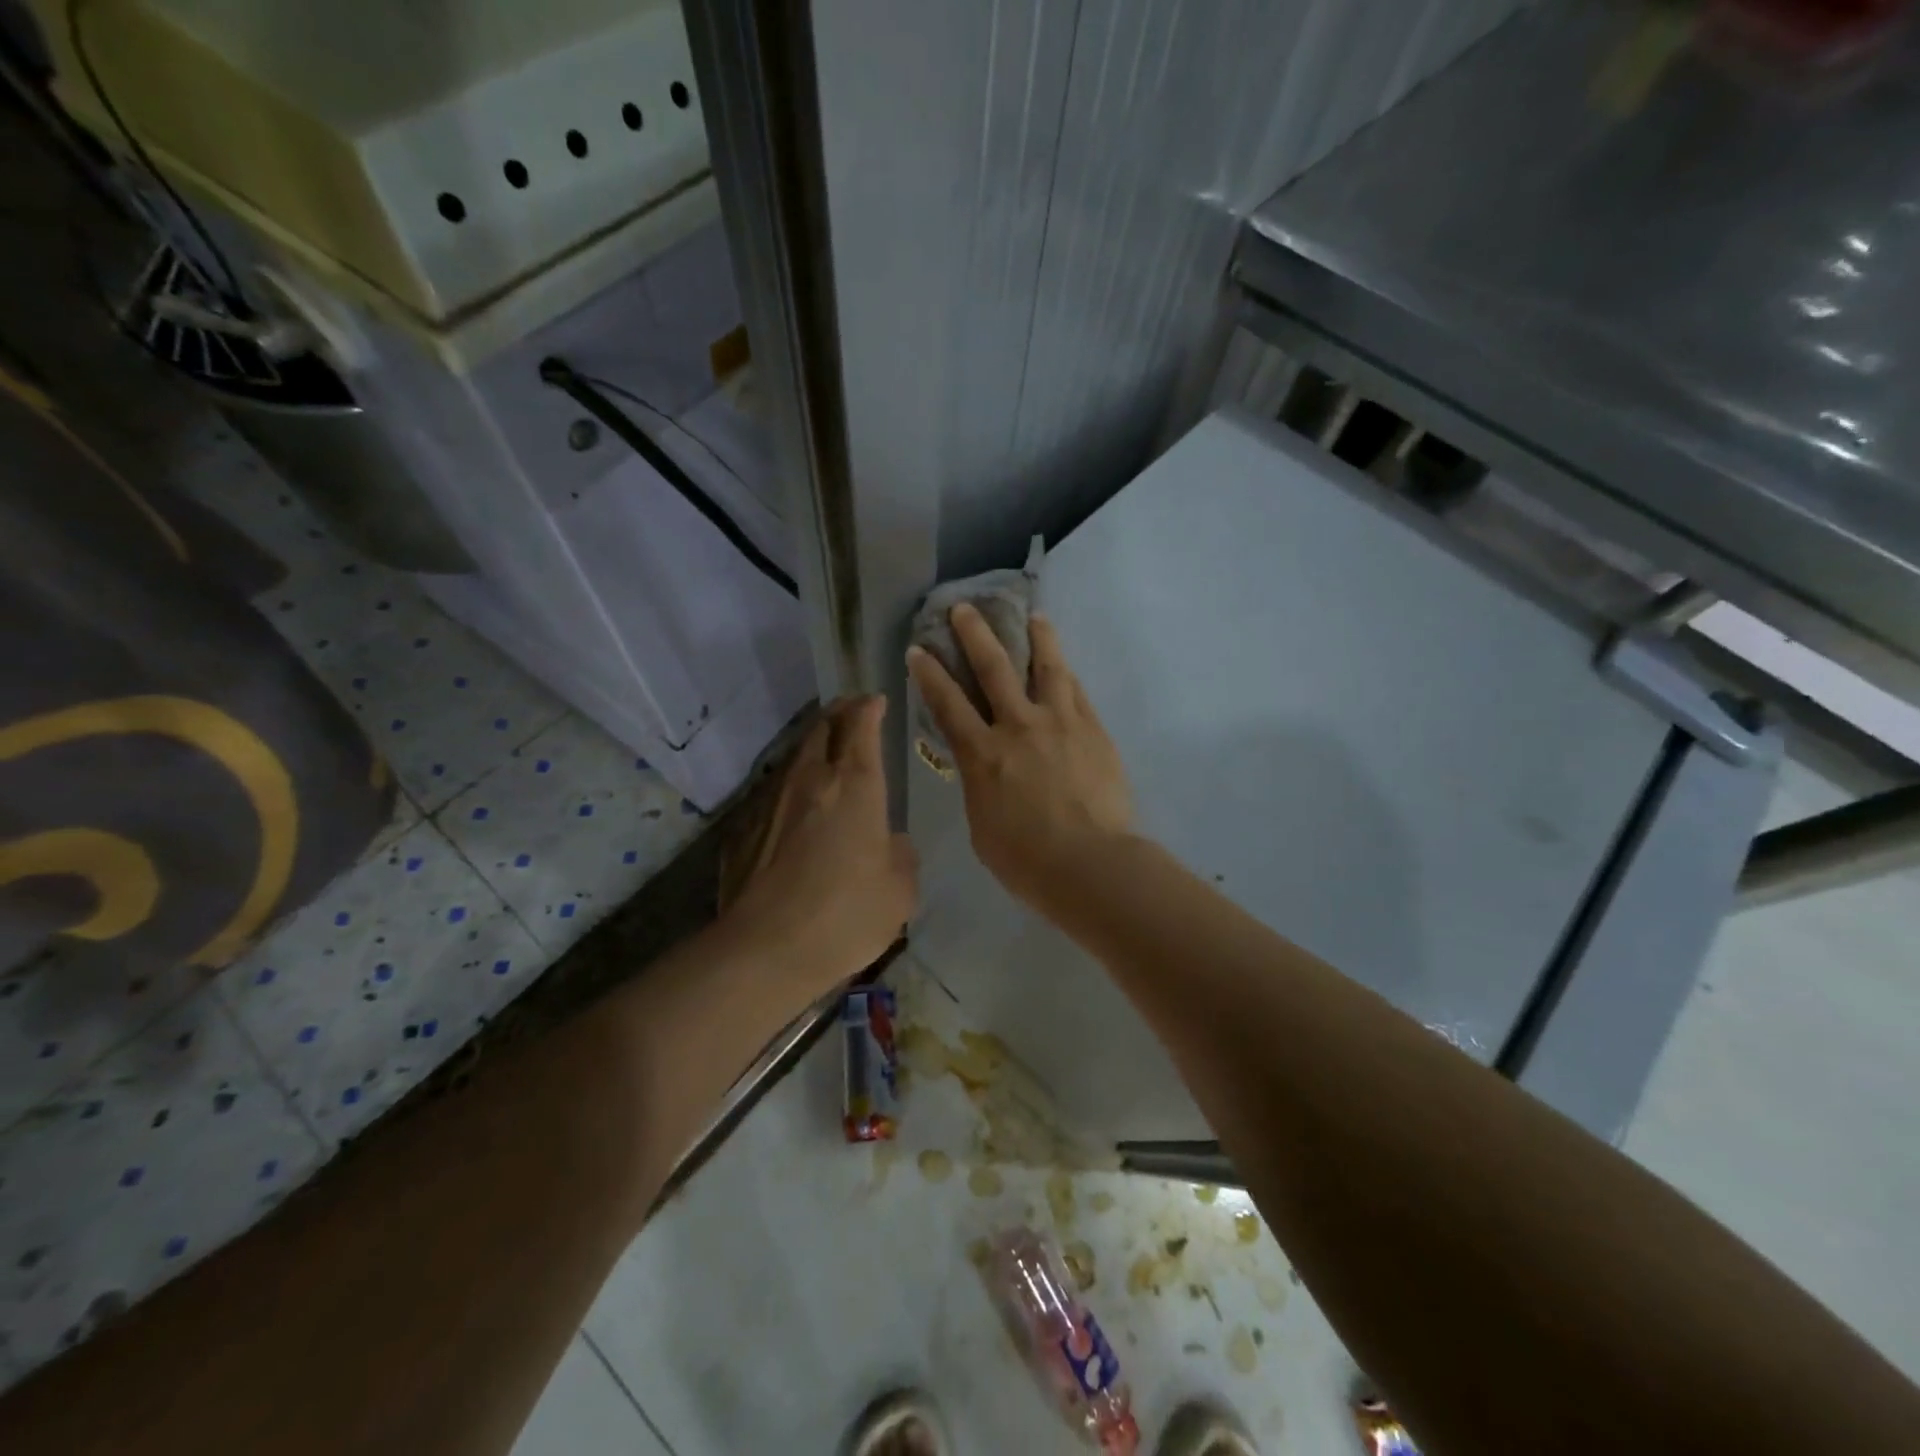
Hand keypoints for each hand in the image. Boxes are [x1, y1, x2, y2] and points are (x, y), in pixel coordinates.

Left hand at [726, 697, 917, 995]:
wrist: (765, 949)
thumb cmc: (846, 915)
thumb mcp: (900, 890)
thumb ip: (902, 854)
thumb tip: (890, 842)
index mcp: (856, 785)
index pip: (861, 725)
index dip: (870, 707)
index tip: (876, 700)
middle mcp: (812, 779)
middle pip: (823, 727)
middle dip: (840, 713)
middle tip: (852, 713)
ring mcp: (771, 800)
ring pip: (795, 755)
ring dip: (813, 744)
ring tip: (825, 750)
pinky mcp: (743, 826)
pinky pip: (773, 790)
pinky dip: (791, 784)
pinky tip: (794, 804)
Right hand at [908, 603, 1132, 911]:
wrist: (1090, 864)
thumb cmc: (1026, 859)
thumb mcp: (982, 825)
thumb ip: (979, 786)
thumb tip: (985, 767)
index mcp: (983, 754)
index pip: (948, 703)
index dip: (929, 674)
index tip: (919, 649)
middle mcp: (1018, 726)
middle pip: (994, 668)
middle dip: (974, 634)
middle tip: (964, 608)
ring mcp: (1060, 722)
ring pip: (1047, 667)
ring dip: (1037, 637)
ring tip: (1034, 616)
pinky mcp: (1093, 729)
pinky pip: (1077, 691)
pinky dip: (1066, 672)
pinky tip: (1064, 663)